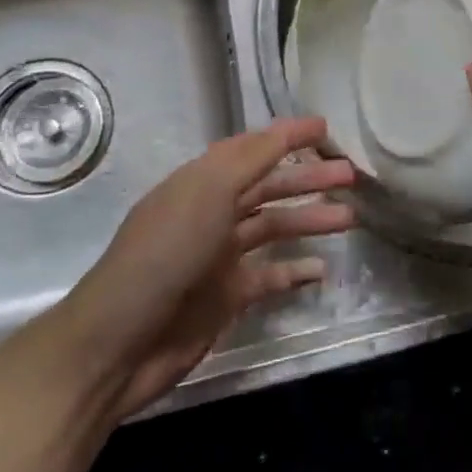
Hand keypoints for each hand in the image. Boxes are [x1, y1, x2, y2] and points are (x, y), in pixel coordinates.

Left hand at [60, 118, 355, 420]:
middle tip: (351, 175)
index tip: (326, 128)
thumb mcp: (208, 194)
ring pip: (275, 228)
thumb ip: (250, 160)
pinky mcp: (226, 296)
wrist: (120, 342)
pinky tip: (322, 269)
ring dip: (310, 220)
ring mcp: (219, 256)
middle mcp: (212, 213)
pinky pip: (269, 276)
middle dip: (308, 178)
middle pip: (269, 187)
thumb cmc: (165, 254)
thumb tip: (285, 130)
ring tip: (349, 218)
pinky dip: (295, 271)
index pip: (252, 149)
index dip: (287, 136)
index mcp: (202, 182)